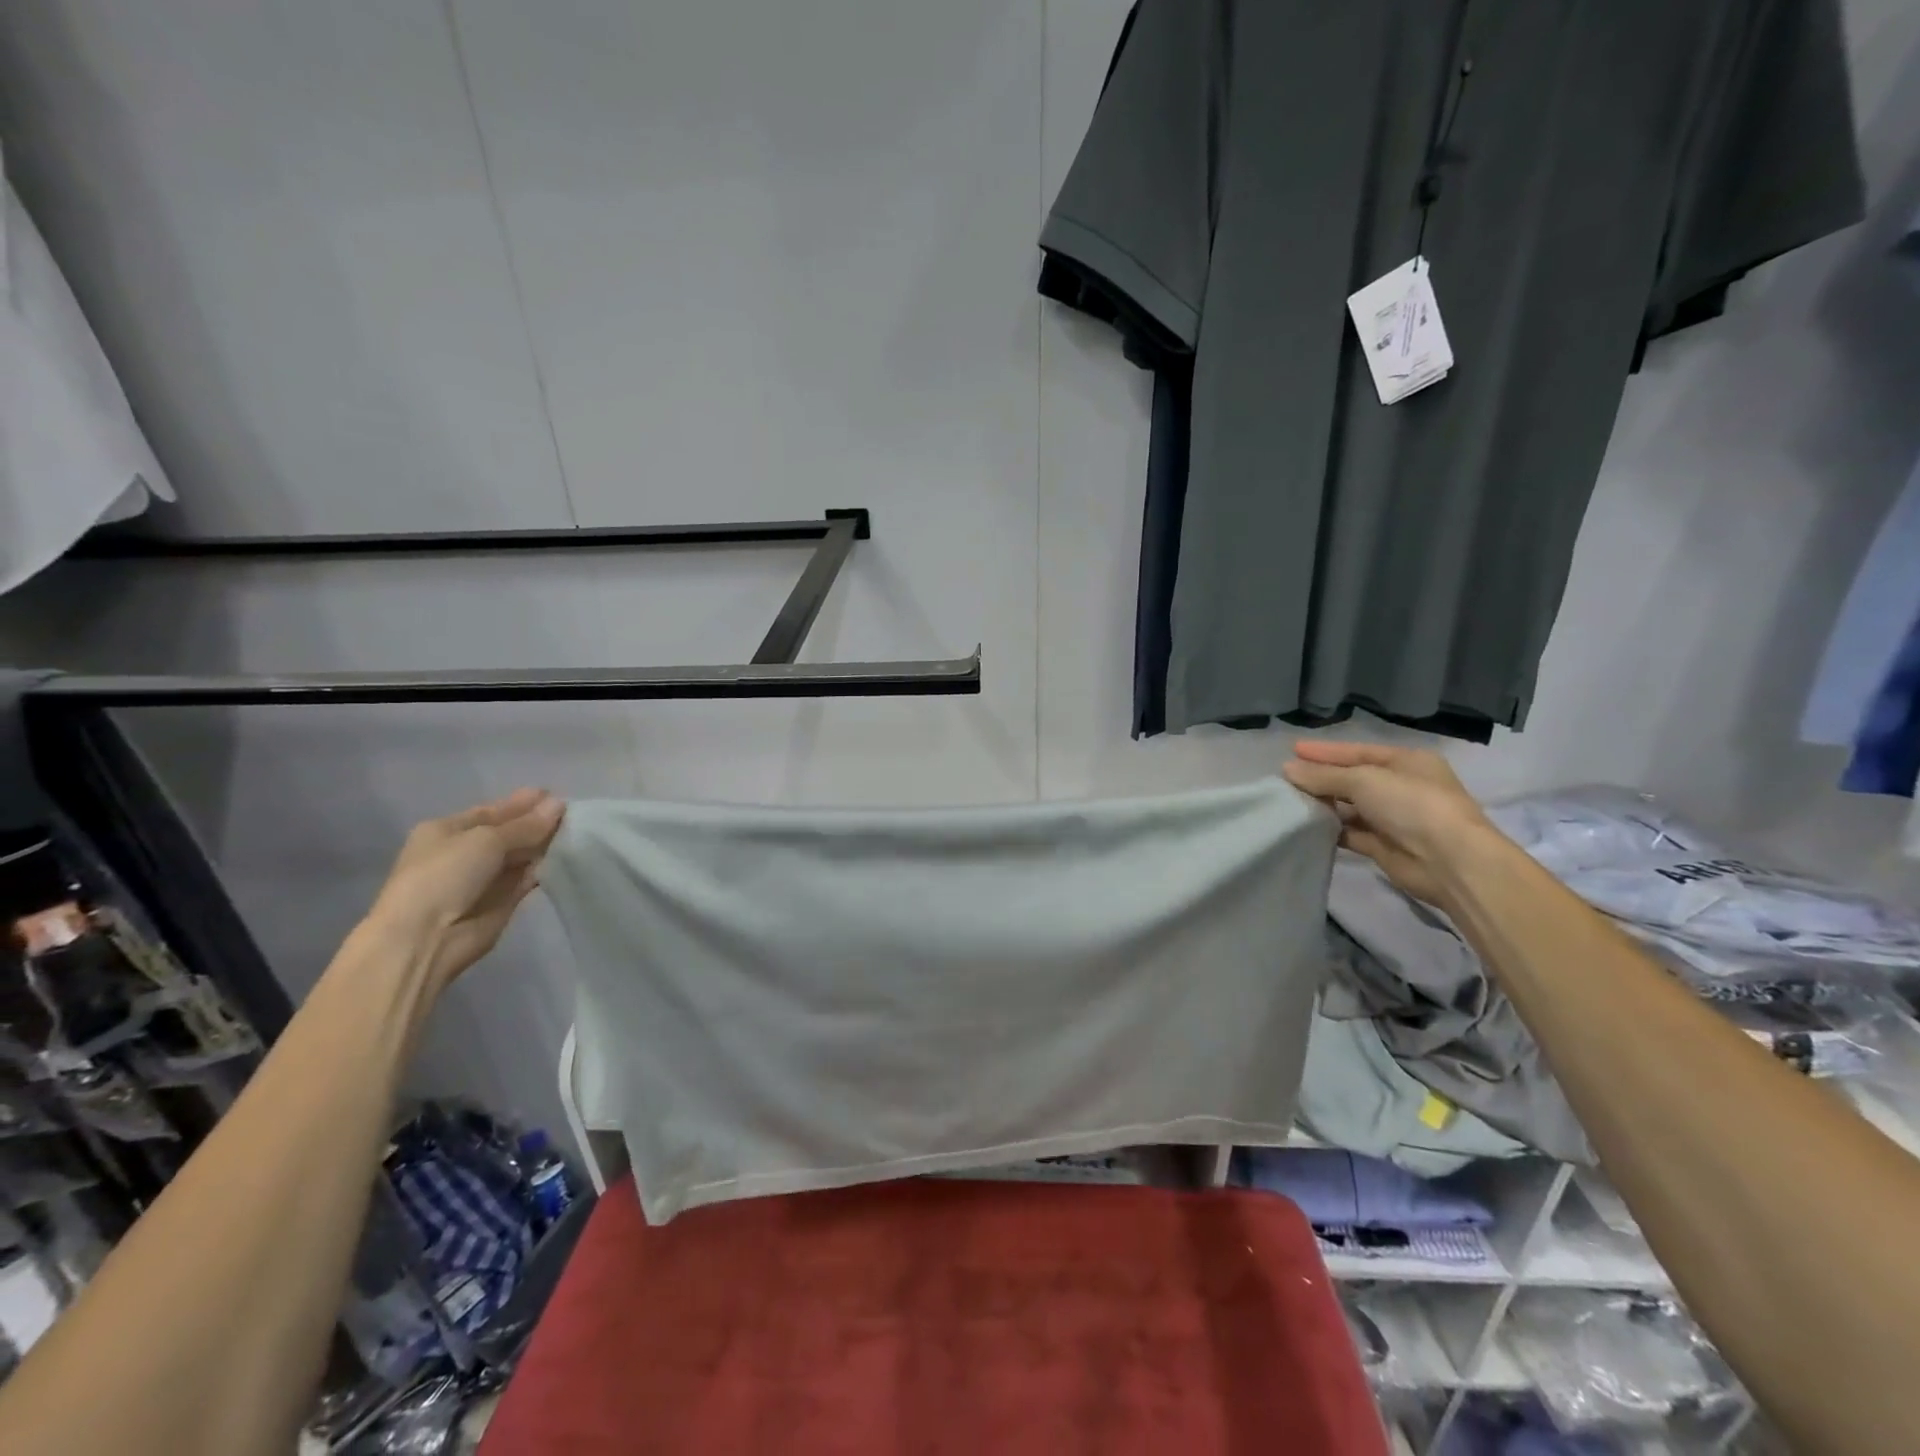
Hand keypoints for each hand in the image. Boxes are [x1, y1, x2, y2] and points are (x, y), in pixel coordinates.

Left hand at [364, 789, 565, 990]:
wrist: (427, 937)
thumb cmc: (445, 875)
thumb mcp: (486, 839)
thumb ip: (526, 825)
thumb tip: (560, 804)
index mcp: (447, 830)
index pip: (492, 811)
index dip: (523, 803)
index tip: (556, 796)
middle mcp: (464, 852)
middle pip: (509, 832)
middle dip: (538, 823)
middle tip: (575, 813)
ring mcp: (484, 878)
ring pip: (522, 855)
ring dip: (546, 845)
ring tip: (580, 831)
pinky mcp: (503, 901)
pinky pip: (529, 878)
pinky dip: (546, 868)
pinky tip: (569, 857)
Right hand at [1282, 741, 1492, 907]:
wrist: (1449, 861)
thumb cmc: (1411, 805)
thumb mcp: (1364, 780)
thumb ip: (1323, 776)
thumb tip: (1287, 770)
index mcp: (1406, 762)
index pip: (1358, 752)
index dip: (1325, 752)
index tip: (1292, 750)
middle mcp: (1401, 787)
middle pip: (1352, 779)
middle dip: (1321, 779)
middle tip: (1285, 780)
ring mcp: (1393, 818)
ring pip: (1350, 807)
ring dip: (1323, 805)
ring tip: (1289, 802)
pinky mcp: (1384, 846)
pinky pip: (1351, 833)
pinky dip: (1331, 830)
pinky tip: (1306, 827)